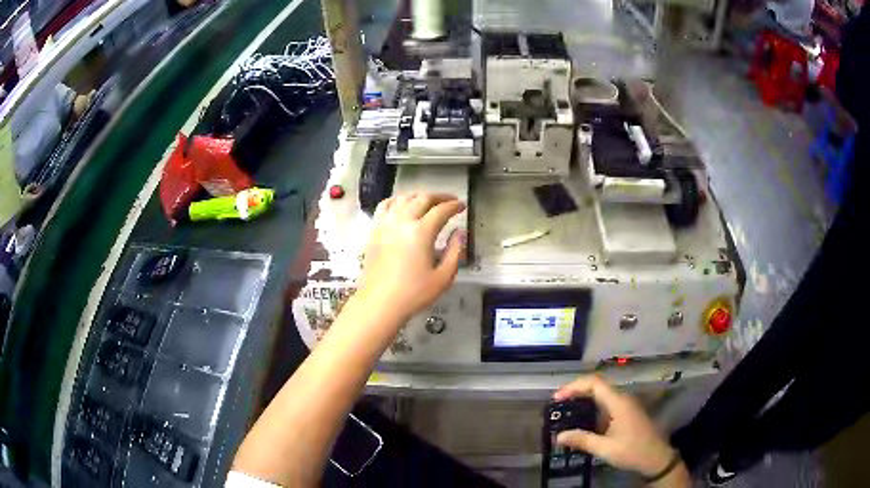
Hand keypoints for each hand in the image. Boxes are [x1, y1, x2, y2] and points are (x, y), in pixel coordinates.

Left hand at [357, 193, 465, 321]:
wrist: (380, 303)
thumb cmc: (414, 293)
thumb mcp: (443, 277)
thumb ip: (455, 252)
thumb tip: (459, 233)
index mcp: (421, 232)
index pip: (441, 210)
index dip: (454, 206)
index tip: (462, 206)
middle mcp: (403, 221)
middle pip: (422, 198)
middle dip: (439, 196)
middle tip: (450, 201)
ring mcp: (385, 224)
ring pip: (403, 198)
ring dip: (419, 196)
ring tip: (428, 201)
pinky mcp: (374, 231)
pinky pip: (385, 206)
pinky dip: (397, 200)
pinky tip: (402, 205)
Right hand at [553, 375, 674, 477]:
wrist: (656, 458)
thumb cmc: (632, 450)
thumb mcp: (605, 448)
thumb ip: (582, 440)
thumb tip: (558, 436)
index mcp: (618, 402)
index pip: (594, 383)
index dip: (574, 386)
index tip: (557, 398)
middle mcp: (622, 399)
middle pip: (596, 387)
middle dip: (575, 393)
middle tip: (557, 406)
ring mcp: (625, 406)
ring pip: (601, 396)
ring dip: (583, 401)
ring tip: (565, 414)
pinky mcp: (626, 414)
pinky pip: (606, 405)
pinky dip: (591, 410)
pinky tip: (582, 423)